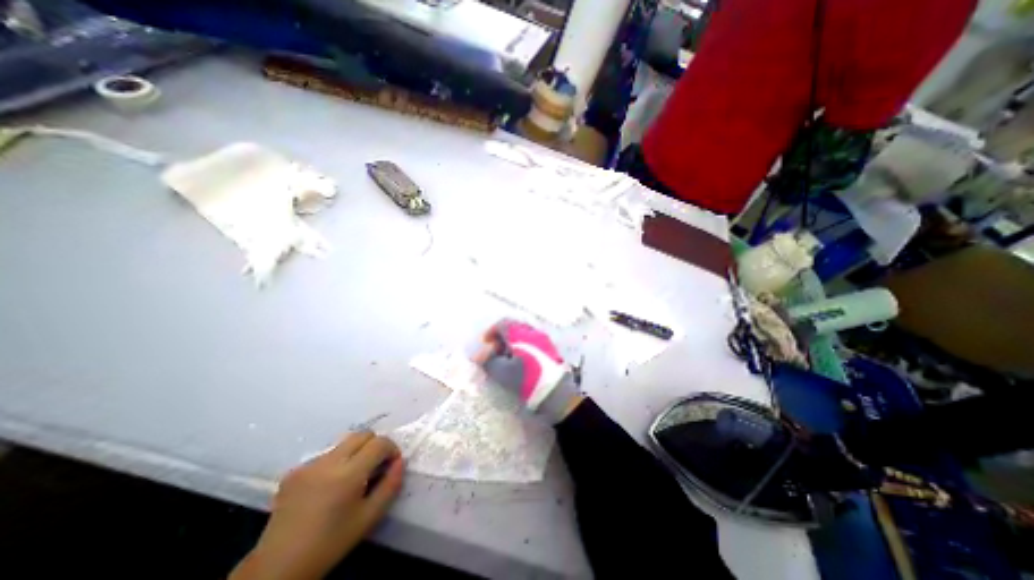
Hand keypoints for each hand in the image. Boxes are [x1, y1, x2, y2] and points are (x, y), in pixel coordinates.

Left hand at [231, 434, 405, 577]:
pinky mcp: (294, 471)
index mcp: (348, 474)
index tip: (391, 463)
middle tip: (375, 466)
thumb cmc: (330, 543)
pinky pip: (325, 456)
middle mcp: (328, 462)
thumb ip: (391, 485)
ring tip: (351, 477)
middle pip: (362, 434)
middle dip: (375, 445)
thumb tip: (400, 461)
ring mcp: (309, 464)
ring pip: (344, 443)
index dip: (391, 449)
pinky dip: (335, 463)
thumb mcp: (369, 517)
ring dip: (355, 452)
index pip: (380, 443)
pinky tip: (328, 486)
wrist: (276, 569)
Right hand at [473, 320, 583, 422]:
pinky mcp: (550, 348)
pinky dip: (522, 346)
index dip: (491, 331)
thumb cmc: (526, 380)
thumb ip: (488, 361)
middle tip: (494, 351)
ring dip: (511, 342)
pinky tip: (519, 361)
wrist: (556, 392)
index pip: (503, 323)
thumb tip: (480, 355)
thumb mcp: (502, 372)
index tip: (485, 343)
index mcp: (520, 334)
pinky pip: (532, 340)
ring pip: (523, 333)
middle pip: (513, 327)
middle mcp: (532, 332)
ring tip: (506, 358)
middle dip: (501, 337)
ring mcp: (543, 339)